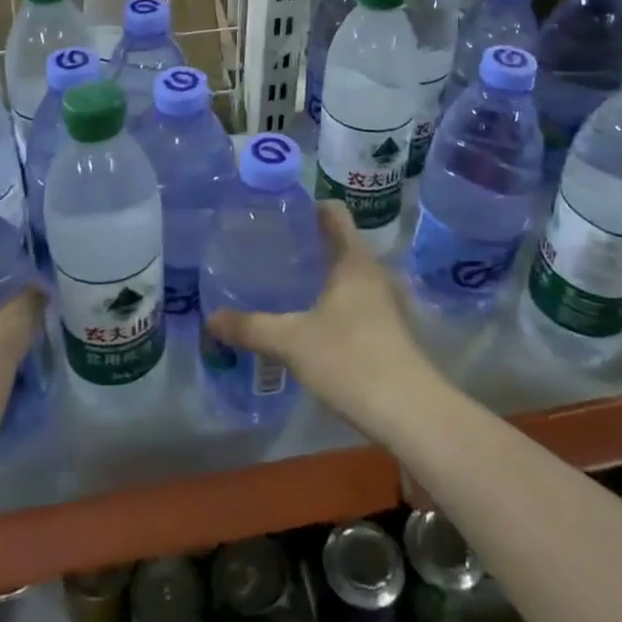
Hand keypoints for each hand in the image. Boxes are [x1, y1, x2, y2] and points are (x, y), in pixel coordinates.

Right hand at [204, 201, 436, 438]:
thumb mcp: (292, 341)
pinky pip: (359, 303)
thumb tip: (211, 319)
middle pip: (342, 244)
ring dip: (324, 278)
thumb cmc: (350, 359)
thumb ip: (251, 328)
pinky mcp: (392, 332)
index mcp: (354, 260)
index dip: (308, 207)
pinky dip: (337, 304)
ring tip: (289, 286)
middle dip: (310, 246)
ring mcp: (389, 304)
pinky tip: (314, 323)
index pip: (334, 213)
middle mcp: (375, 273)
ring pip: (351, 277)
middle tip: (274, 252)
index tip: (280, 214)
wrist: (410, 413)